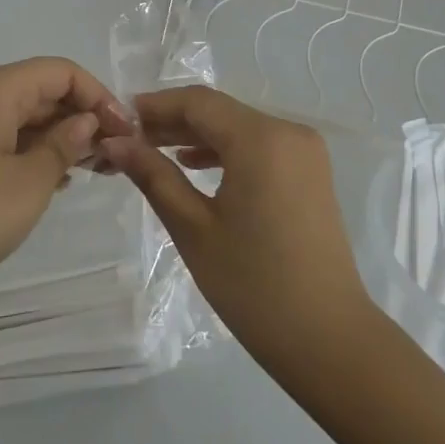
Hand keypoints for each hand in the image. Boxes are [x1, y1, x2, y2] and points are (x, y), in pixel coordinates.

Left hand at [0, 57, 132, 319]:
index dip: (99, 96)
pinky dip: (30, 150)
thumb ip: (64, 145)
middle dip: (81, 117)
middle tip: (114, 157)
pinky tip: (51, 181)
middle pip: (41, 90)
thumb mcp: (28, 184)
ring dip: (58, 137)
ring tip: (92, 171)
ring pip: (20, 115)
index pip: (61, 71)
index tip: (125, 133)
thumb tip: (87, 121)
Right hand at [97, 86, 371, 375]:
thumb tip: (115, 143)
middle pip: (220, 111)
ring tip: (152, 151)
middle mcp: (288, 131)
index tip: (118, 118)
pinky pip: (259, 145)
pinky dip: (225, 150)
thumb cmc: (254, 286)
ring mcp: (304, 151)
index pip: (198, 102)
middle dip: (173, 121)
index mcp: (261, 139)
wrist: (329, 340)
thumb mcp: (194, 229)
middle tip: (128, 138)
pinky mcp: (310, 172)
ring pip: (238, 127)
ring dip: (197, 136)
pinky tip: (193, 165)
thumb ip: (153, 176)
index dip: (155, 105)